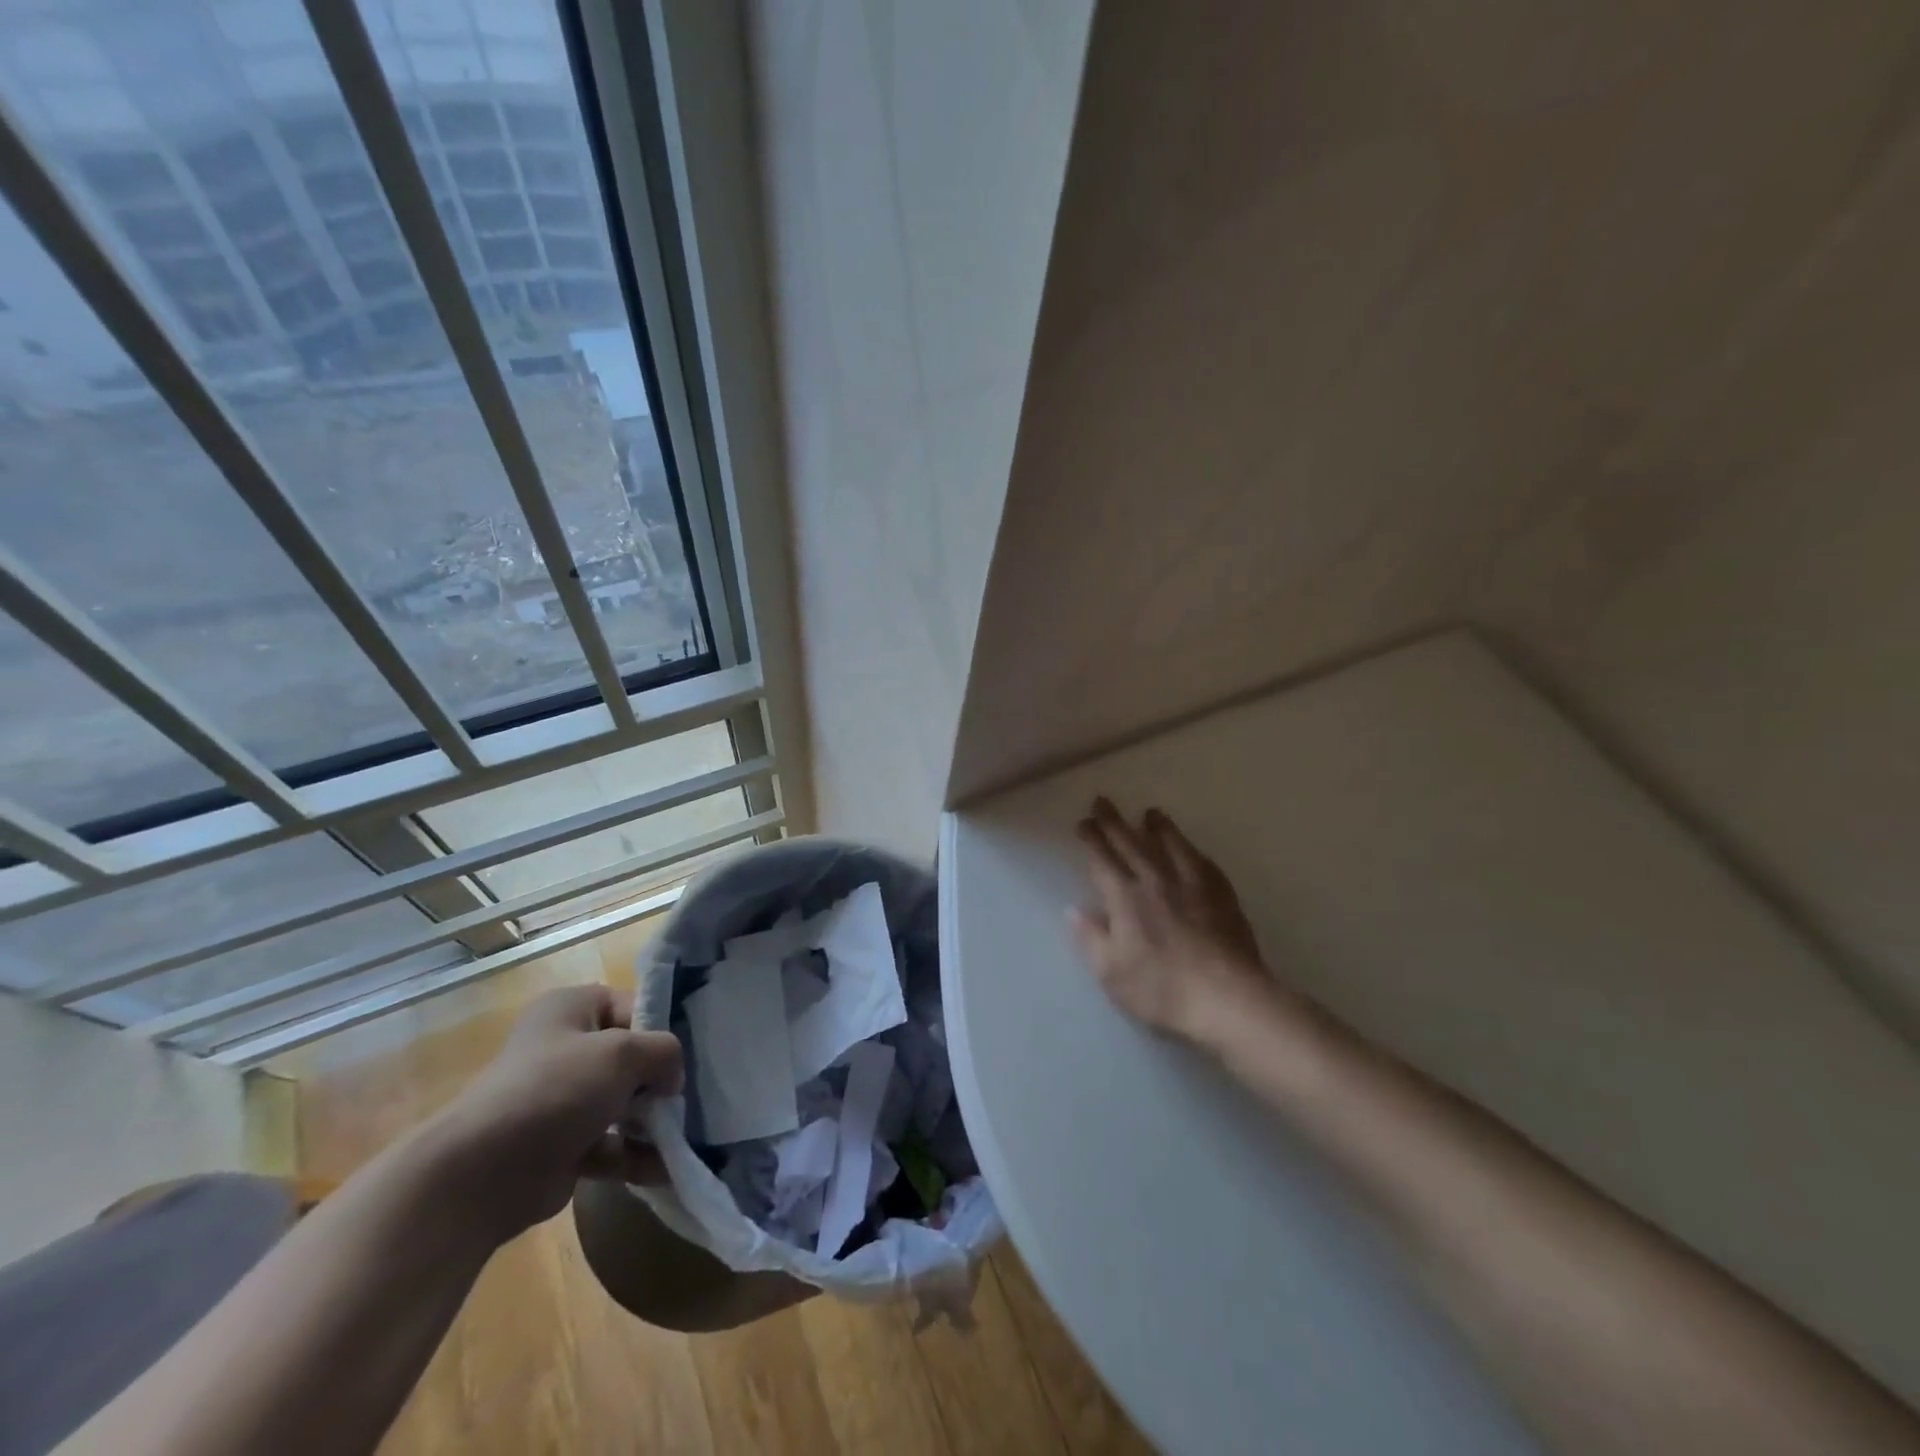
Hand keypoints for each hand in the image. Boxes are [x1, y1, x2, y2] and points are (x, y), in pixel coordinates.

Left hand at [431, 984, 683, 1241]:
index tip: (686, 1054)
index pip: (633, 1005)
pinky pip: (611, 1144)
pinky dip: (636, 1155)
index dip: (661, 1028)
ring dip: (654, 1120)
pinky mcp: (563, 1146)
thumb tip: (672, 1077)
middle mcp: (565, 1047)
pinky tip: (667, 1169)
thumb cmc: (556, 1090)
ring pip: (623, 1102)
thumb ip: (664, 1051)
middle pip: (631, 1056)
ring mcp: (563, 1099)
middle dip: (662, 1079)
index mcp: (571, 1009)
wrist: (481, 1175)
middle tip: (690, 1096)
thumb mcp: (623, 1052)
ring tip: (686, 1135)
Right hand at [1071, 798, 1276, 1042]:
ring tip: (1150, 813)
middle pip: (1132, 844)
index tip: (1084, 822)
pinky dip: (1193, 851)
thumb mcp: (1111, 972)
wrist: (1226, 999)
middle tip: (1103, 801)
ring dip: (1159, 828)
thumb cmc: (1161, 989)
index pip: (1104, 860)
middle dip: (1115, 822)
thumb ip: (1091, 938)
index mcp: (1126, 899)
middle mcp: (1157, 882)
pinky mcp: (1221, 896)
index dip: (1092, 840)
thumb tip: (1074, 909)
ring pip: (1172, 846)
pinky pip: (1204, 864)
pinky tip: (1192, 849)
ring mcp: (1193, 886)